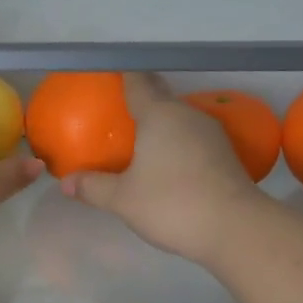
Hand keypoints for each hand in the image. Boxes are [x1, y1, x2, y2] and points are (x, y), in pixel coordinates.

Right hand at [61, 73, 262, 262]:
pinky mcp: (224, 155)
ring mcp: (211, 134)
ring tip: (138, 139)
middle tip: (116, 112)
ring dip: (159, 124)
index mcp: (159, 115)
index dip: (122, 74)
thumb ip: (93, 187)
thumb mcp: (122, 199)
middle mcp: (187, 115)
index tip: (109, 73)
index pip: (138, 81)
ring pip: (178, 119)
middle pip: (160, 97)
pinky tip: (165, 163)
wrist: (236, 229)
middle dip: (140, 100)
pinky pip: (191, 138)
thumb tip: (66, 182)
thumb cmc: (172, 205)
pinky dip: (175, 143)